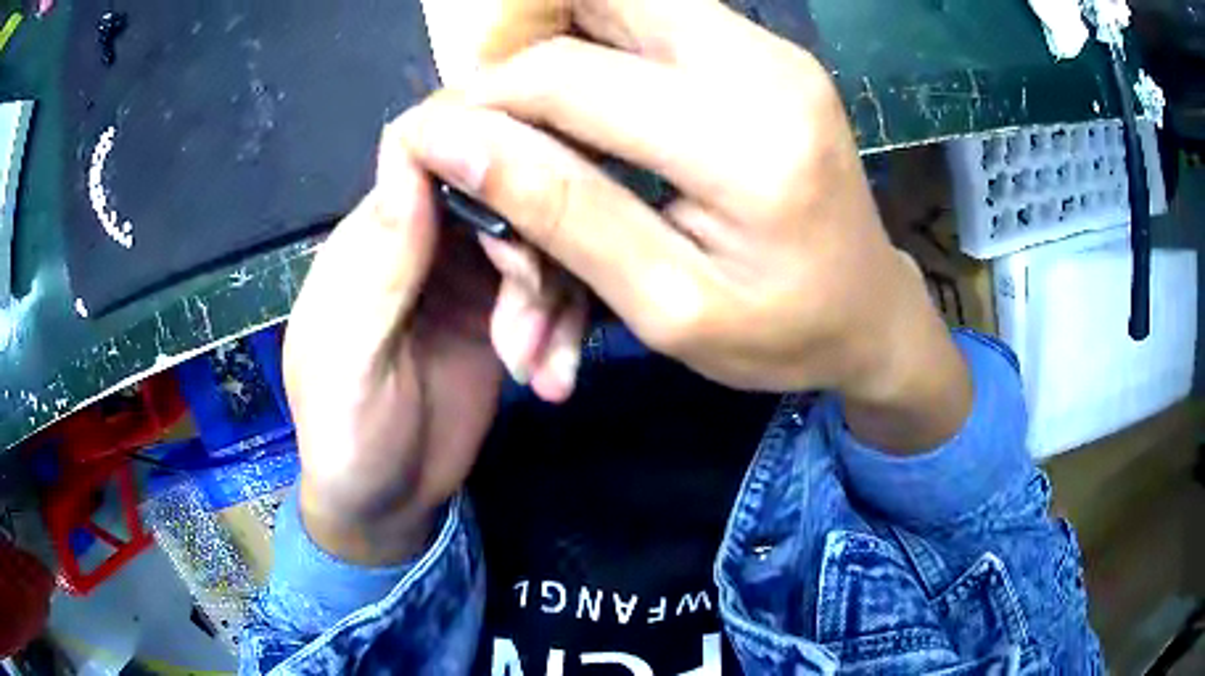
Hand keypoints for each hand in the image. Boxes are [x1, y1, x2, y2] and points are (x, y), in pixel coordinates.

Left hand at [286, 0, 584, 565]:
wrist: (387, 502)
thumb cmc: (347, 437)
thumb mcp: (347, 361)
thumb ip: (377, 267)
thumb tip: (410, 153)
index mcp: (374, 236)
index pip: (426, 150)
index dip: (480, 150)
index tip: (531, 191)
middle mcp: (427, 239)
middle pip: (503, 189)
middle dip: (531, 253)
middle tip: (526, 334)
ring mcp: (472, 275)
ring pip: (542, 240)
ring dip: (553, 304)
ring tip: (539, 371)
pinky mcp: (507, 313)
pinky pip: (557, 290)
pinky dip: (565, 330)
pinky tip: (553, 380)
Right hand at [399, 0, 970, 451]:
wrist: (871, 312)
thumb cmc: (781, 334)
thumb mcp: (666, 305)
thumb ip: (561, 211)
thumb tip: (456, 141)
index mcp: (745, 142)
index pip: (564, 76)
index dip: (480, 102)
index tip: (437, 144)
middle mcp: (762, 65)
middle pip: (596, 0)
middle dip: (517, 51)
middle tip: (488, 124)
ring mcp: (770, 48)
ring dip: (556, 41)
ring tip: (534, 120)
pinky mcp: (767, 51)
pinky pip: (657, 16)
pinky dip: (600, 44)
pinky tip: (589, 107)